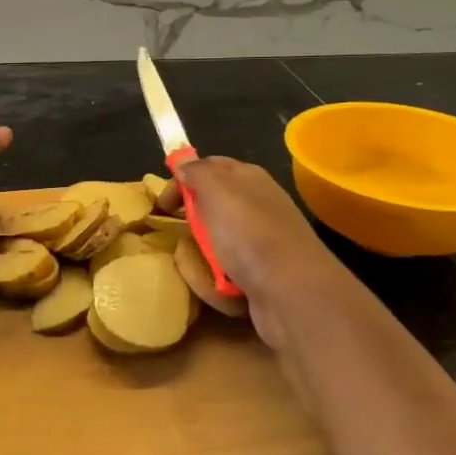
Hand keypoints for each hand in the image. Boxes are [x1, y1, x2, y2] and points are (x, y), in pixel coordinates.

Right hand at [172, 155, 348, 349]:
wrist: (292, 292)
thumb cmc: (249, 235)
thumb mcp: (217, 192)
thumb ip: (198, 172)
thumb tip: (185, 162)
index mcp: (249, 178)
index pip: (210, 166)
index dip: (184, 179)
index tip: (163, 204)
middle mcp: (259, 204)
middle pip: (213, 206)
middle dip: (193, 221)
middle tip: (178, 235)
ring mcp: (263, 240)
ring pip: (219, 241)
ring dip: (204, 255)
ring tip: (200, 265)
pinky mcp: (264, 272)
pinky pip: (231, 270)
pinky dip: (221, 279)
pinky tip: (220, 286)